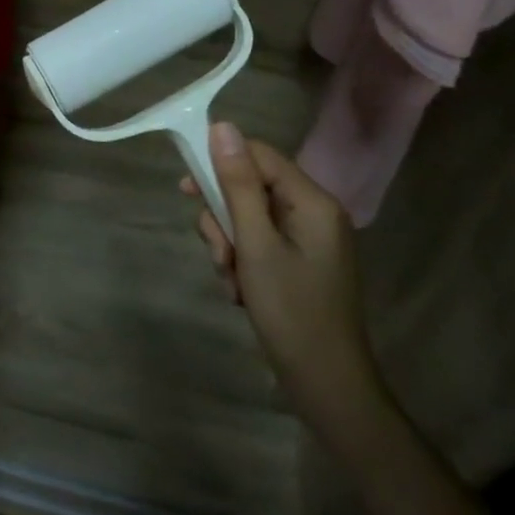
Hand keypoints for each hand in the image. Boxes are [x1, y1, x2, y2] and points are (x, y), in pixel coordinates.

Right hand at [184, 125, 392, 450]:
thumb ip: (238, 184)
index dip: (221, 163)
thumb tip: (222, 127)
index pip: (259, 155)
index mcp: (313, 201)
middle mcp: (314, 212)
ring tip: (231, 280)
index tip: (186, 186)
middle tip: (218, 251)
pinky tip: (240, 292)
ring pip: (249, 217)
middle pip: (251, 187)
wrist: (327, 387)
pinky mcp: (300, 261)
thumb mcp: (255, 244)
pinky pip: (259, 241)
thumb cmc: (291, 312)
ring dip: (229, 244)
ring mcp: (308, 239)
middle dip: (224, 218)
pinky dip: (243, 261)